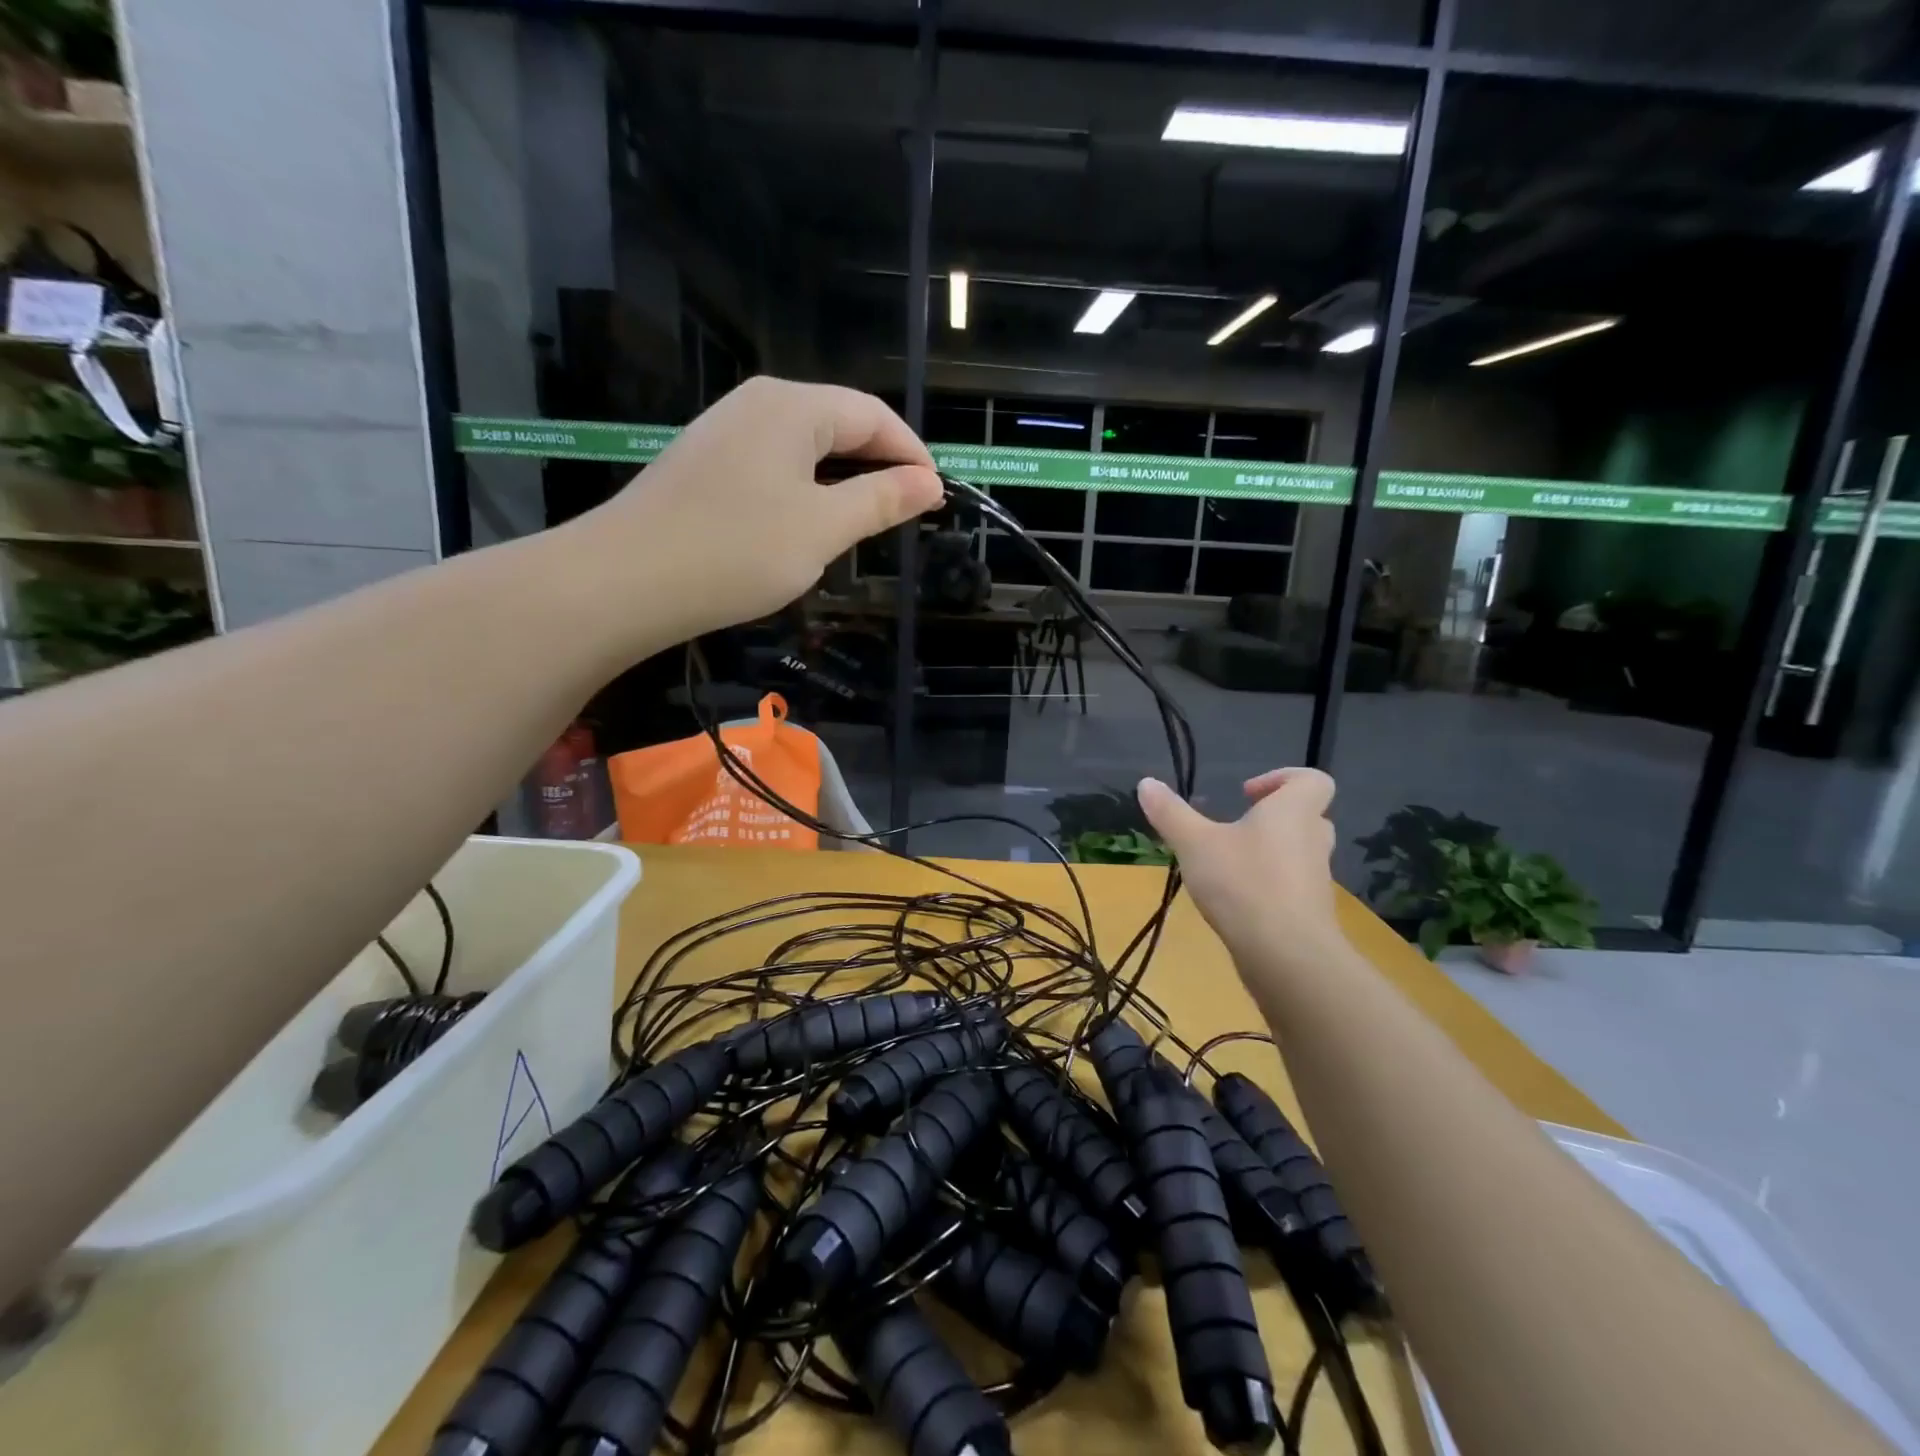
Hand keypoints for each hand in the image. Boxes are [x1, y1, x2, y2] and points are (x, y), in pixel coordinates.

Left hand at [582, 377, 942, 645]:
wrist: (626, 580)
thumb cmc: (737, 551)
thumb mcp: (823, 529)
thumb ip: (881, 500)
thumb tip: (930, 482)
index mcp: (793, 407)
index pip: (873, 415)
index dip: (912, 453)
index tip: (937, 496)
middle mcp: (758, 403)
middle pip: (839, 423)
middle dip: (880, 465)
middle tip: (908, 513)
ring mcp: (726, 431)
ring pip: (806, 446)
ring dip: (844, 479)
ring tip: (866, 522)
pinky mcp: (706, 462)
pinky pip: (774, 463)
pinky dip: (806, 488)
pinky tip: (808, 524)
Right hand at [1138, 769, 1342, 968]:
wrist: (1287, 956)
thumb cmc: (1243, 883)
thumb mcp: (1194, 843)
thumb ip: (1170, 813)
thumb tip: (1146, 782)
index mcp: (1293, 812)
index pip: (1313, 780)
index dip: (1283, 778)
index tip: (1246, 794)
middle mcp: (1313, 840)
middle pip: (1307, 816)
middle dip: (1273, 817)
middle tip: (1237, 826)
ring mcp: (1316, 879)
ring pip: (1299, 853)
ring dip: (1269, 852)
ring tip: (1228, 864)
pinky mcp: (1310, 912)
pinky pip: (1293, 886)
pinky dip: (1270, 886)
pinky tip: (1236, 899)